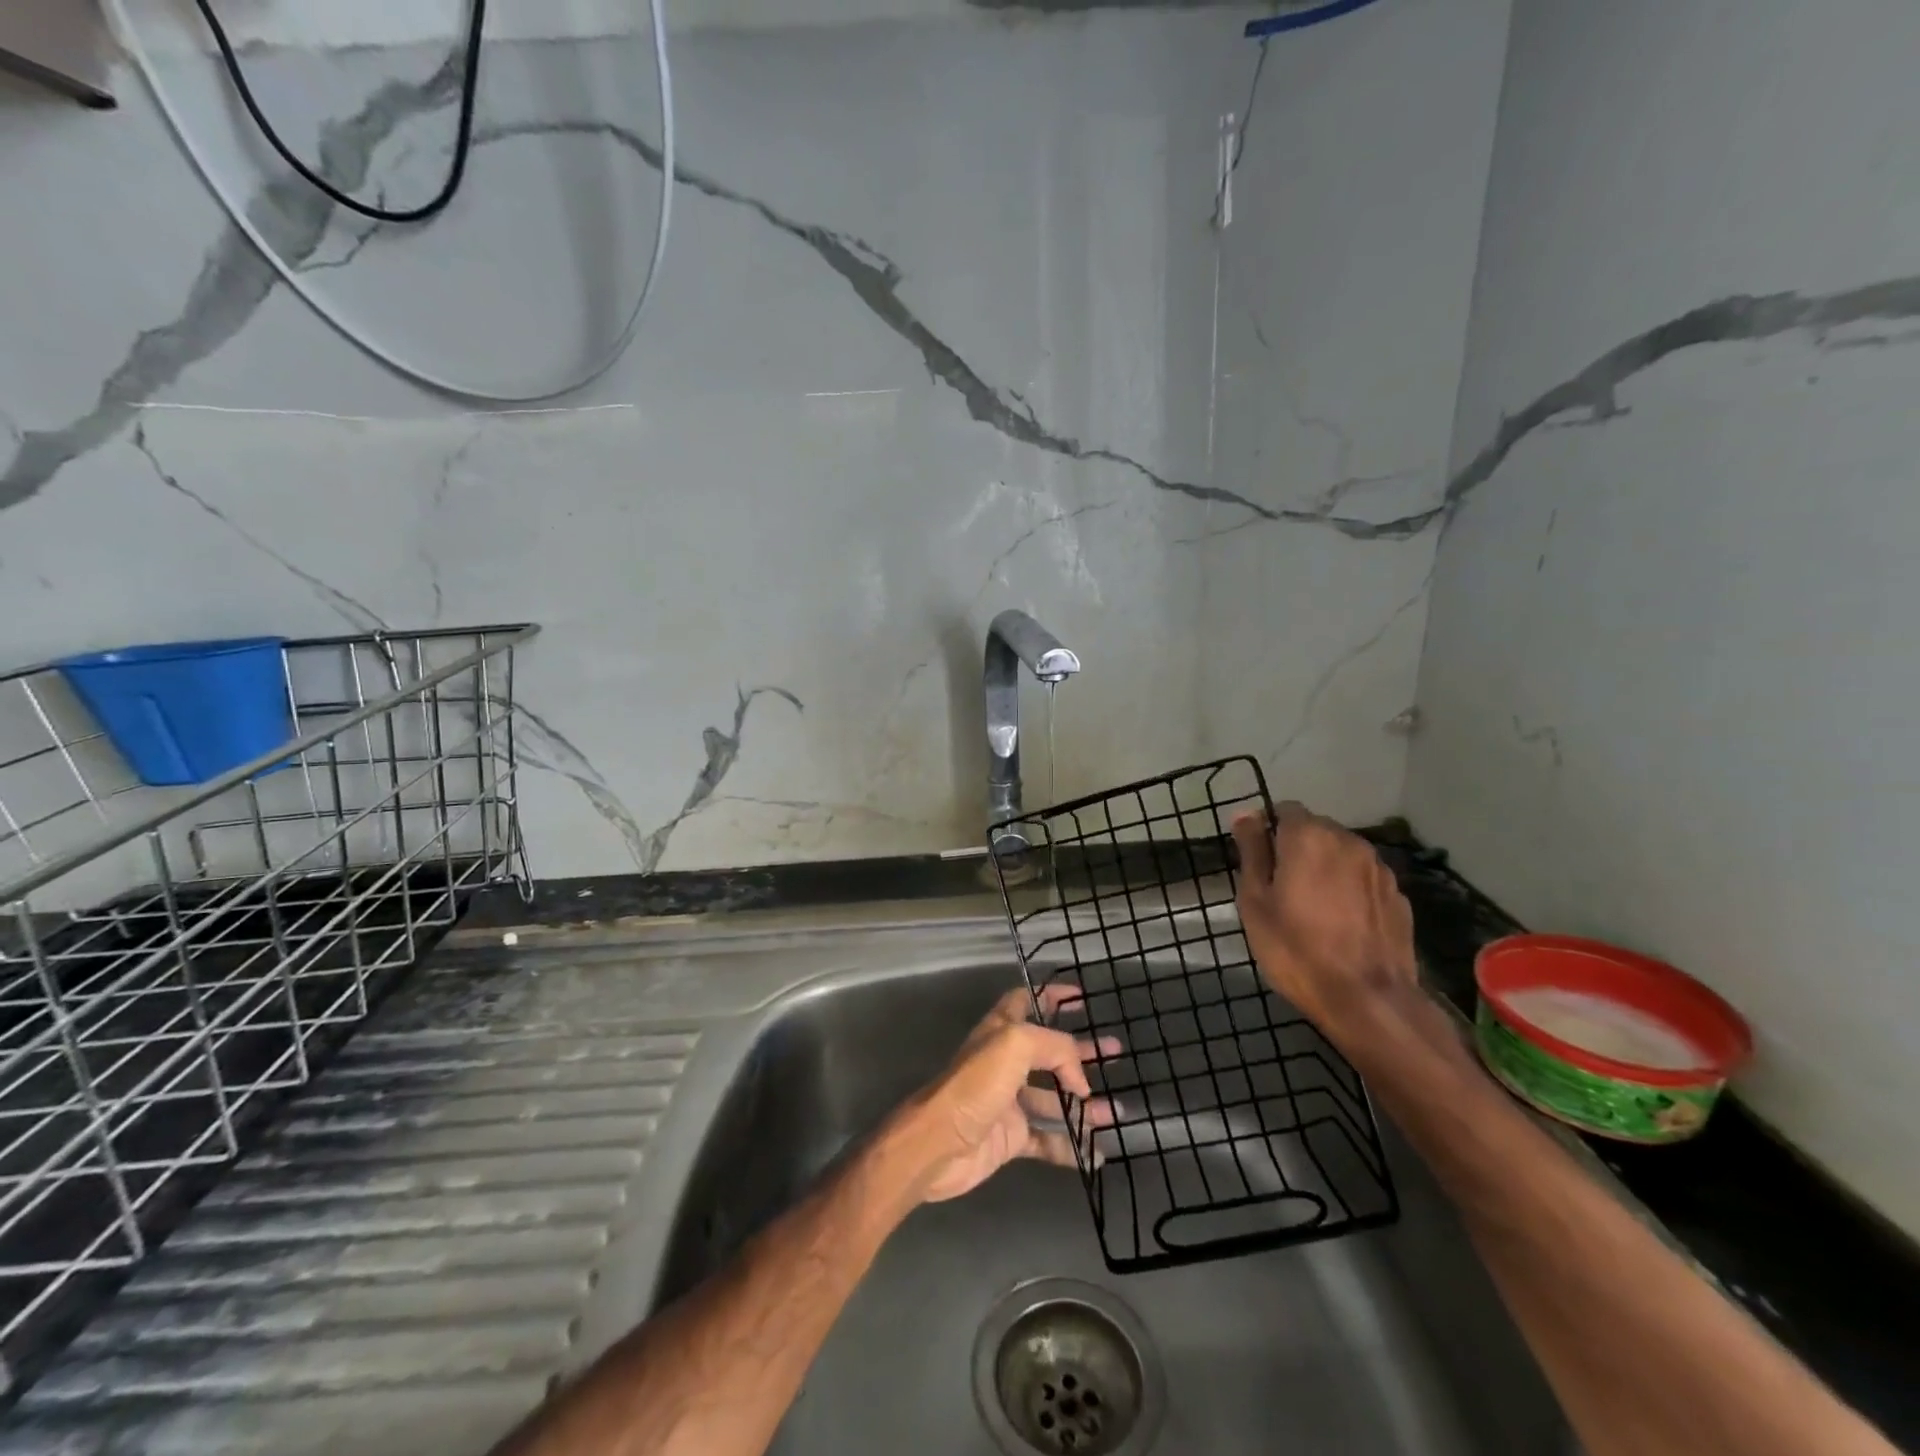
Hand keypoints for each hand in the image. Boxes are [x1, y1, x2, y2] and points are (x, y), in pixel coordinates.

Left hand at [890, 985, 1116, 1204]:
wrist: (939, 1143)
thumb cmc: (975, 1085)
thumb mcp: (1016, 1045)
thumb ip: (1055, 1049)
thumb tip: (1079, 1081)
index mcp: (1002, 1031)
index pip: (1028, 1000)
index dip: (1052, 995)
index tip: (1081, 996)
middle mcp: (1006, 1062)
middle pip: (1050, 1051)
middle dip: (1082, 1051)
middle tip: (1115, 1052)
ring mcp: (1009, 1101)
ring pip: (1054, 1097)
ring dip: (1084, 1103)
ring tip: (1116, 1109)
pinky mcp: (1011, 1138)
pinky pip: (1048, 1140)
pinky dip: (1072, 1146)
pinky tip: (1097, 1153)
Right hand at [1231, 801, 1419, 1049]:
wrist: (1368, 1001)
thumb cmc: (1295, 948)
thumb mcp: (1255, 900)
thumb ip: (1252, 852)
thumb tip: (1246, 816)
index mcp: (1309, 836)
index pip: (1284, 810)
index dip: (1267, 830)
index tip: (1257, 861)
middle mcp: (1348, 841)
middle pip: (1315, 830)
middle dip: (1296, 848)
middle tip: (1280, 888)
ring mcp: (1379, 869)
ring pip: (1342, 854)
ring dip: (1325, 867)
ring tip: (1313, 907)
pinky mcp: (1399, 897)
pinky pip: (1364, 880)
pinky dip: (1349, 889)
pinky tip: (1342, 923)